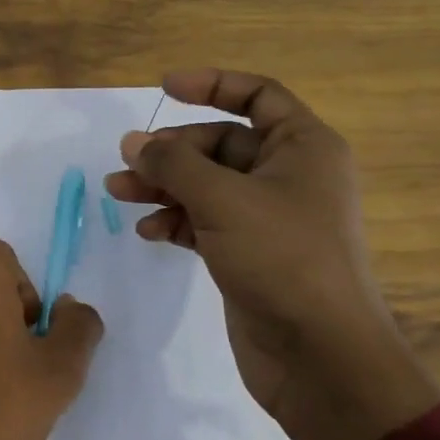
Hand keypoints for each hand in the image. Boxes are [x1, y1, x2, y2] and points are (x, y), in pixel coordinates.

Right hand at [106, 69, 439, 439]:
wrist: (320, 355)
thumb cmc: (282, 258)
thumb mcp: (223, 199)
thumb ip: (174, 164)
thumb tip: (134, 141)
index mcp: (302, 147)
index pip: (257, 95)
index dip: (212, 84)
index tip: (164, 89)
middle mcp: (288, 175)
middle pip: (221, 143)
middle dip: (172, 150)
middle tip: (127, 162)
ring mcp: (267, 217)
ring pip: (206, 184)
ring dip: (163, 186)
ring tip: (119, 193)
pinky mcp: (248, 253)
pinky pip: (204, 221)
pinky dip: (176, 220)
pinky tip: (149, 232)